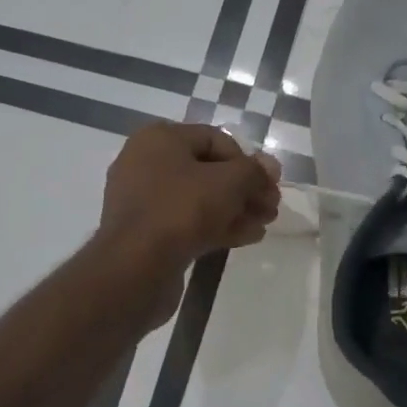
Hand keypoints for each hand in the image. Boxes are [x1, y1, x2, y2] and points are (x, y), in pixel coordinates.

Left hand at [99, 122, 281, 276]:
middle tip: (271, 207)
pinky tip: (246, 237)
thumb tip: (270, 166)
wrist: (135, 267)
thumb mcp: (228, 182)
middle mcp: (146, 163)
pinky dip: (216, 225)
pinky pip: (187, 221)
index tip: (270, 184)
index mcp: (160, 139)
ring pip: (199, 198)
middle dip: (244, 188)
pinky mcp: (146, 232)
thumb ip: (254, 171)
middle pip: (208, 170)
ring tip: (264, 223)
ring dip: (235, 209)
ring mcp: (143, 200)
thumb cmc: (182, 210)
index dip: (248, 160)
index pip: (215, 139)